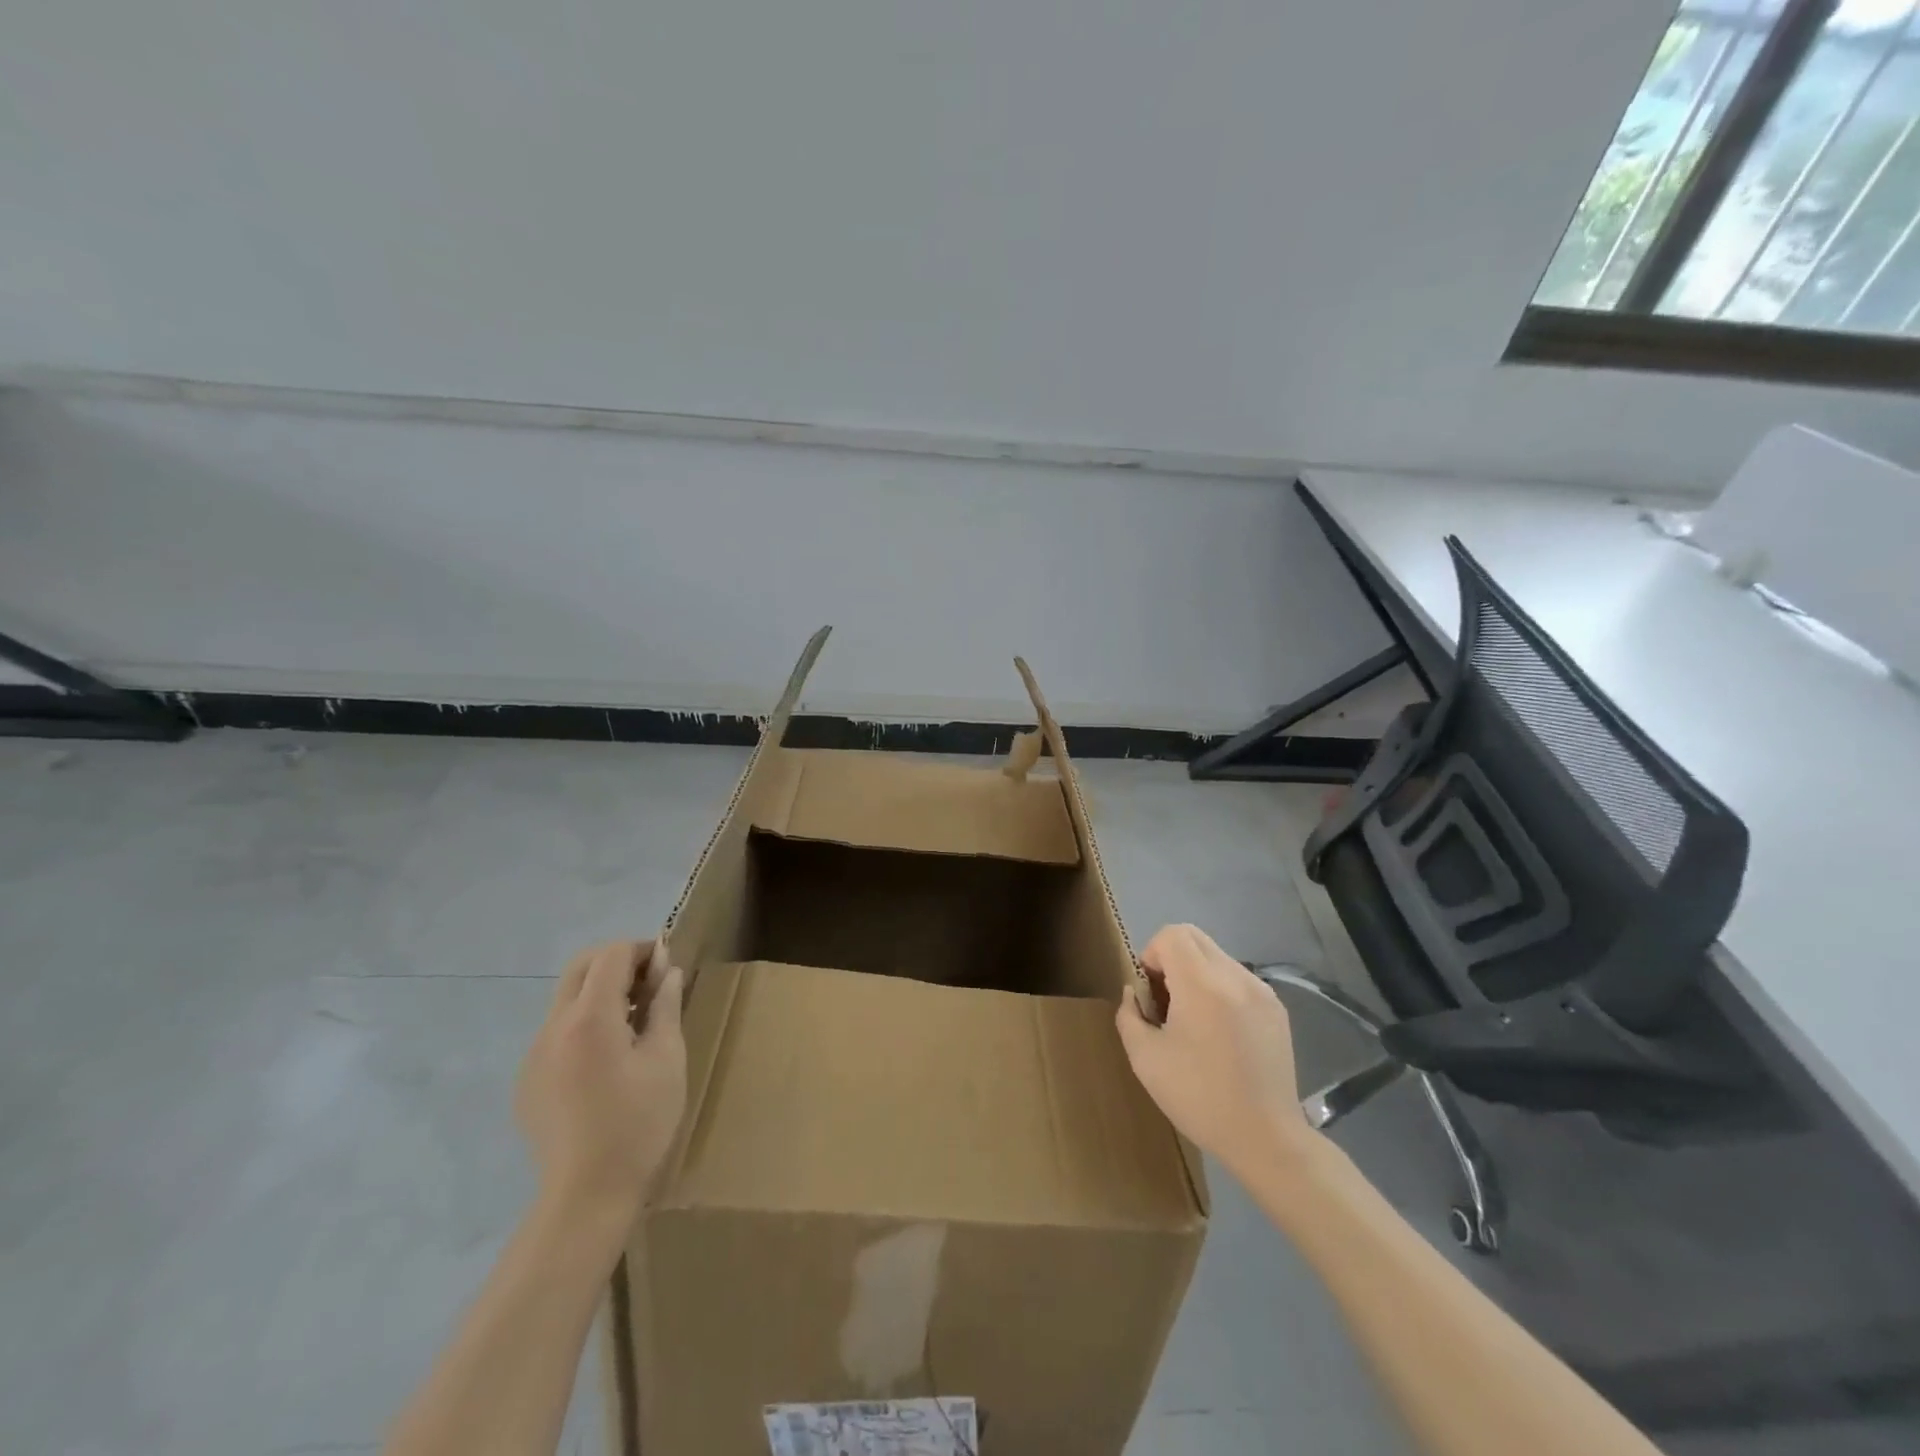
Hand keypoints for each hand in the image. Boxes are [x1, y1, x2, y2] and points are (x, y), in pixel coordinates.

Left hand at [515, 940, 686, 1230]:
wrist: (586, 1196)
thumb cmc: (639, 1124)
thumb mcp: (667, 1059)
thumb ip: (665, 1006)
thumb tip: (667, 971)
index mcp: (589, 1018)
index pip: (611, 955)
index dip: (642, 951)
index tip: (666, 970)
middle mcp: (553, 1027)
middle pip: (581, 966)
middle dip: (617, 963)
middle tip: (650, 986)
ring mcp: (533, 1054)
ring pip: (566, 998)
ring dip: (600, 992)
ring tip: (634, 1024)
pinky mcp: (527, 1080)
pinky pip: (556, 1032)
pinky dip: (584, 1023)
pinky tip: (607, 1061)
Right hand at [1115, 924, 1313, 1179]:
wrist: (1266, 1138)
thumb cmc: (1199, 1098)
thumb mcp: (1145, 1059)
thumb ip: (1129, 1015)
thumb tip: (1135, 993)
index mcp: (1202, 984)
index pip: (1171, 935)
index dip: (1151, 954)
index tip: (1151, 993)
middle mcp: (1235, 976)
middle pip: (1194, 937)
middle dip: (1171, 958)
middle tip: (1166, 1002)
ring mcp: (1261, 991)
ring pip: (1216, 956)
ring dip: (1196, 974)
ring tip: (1193, 1021)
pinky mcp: (1277, 1009)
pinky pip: (1238, 979)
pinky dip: (1220, 990)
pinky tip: (1220, 1034)